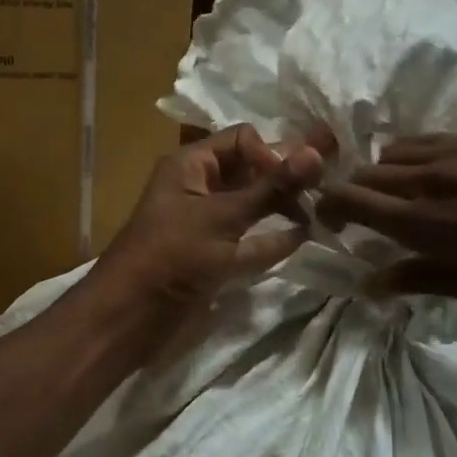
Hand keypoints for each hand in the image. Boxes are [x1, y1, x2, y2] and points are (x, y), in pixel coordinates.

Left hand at [91, 124, 333, 338]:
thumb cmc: (172, 255)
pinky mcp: (215, 256)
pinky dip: (273, 238)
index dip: (272, 152)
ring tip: (322, 211)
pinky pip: (250, 240)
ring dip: (283, 207)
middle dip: (284, 178)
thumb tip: (317, 153)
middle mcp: (200, 188)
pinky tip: (303, 238)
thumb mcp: (223, 217)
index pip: (243, 140)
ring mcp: (208, 224)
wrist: (130, 317)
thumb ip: (271, 188)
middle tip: (326, 187)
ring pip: (253, 206)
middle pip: (251, 172)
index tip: (298, 177)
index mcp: (191, 165)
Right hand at [316, 134, 456, 314]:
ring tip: (398, 198)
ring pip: (396, 152)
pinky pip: (430, 140)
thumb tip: (371, 283)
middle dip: (351, 194)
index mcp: (431, 223)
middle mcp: (435, 179)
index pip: (354, 201)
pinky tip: (435, 177)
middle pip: (367, 173)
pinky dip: (415, 157)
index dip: (330, 209)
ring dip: (383, 175)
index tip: (326, 224)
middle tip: (359, 219)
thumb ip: (424, 280)